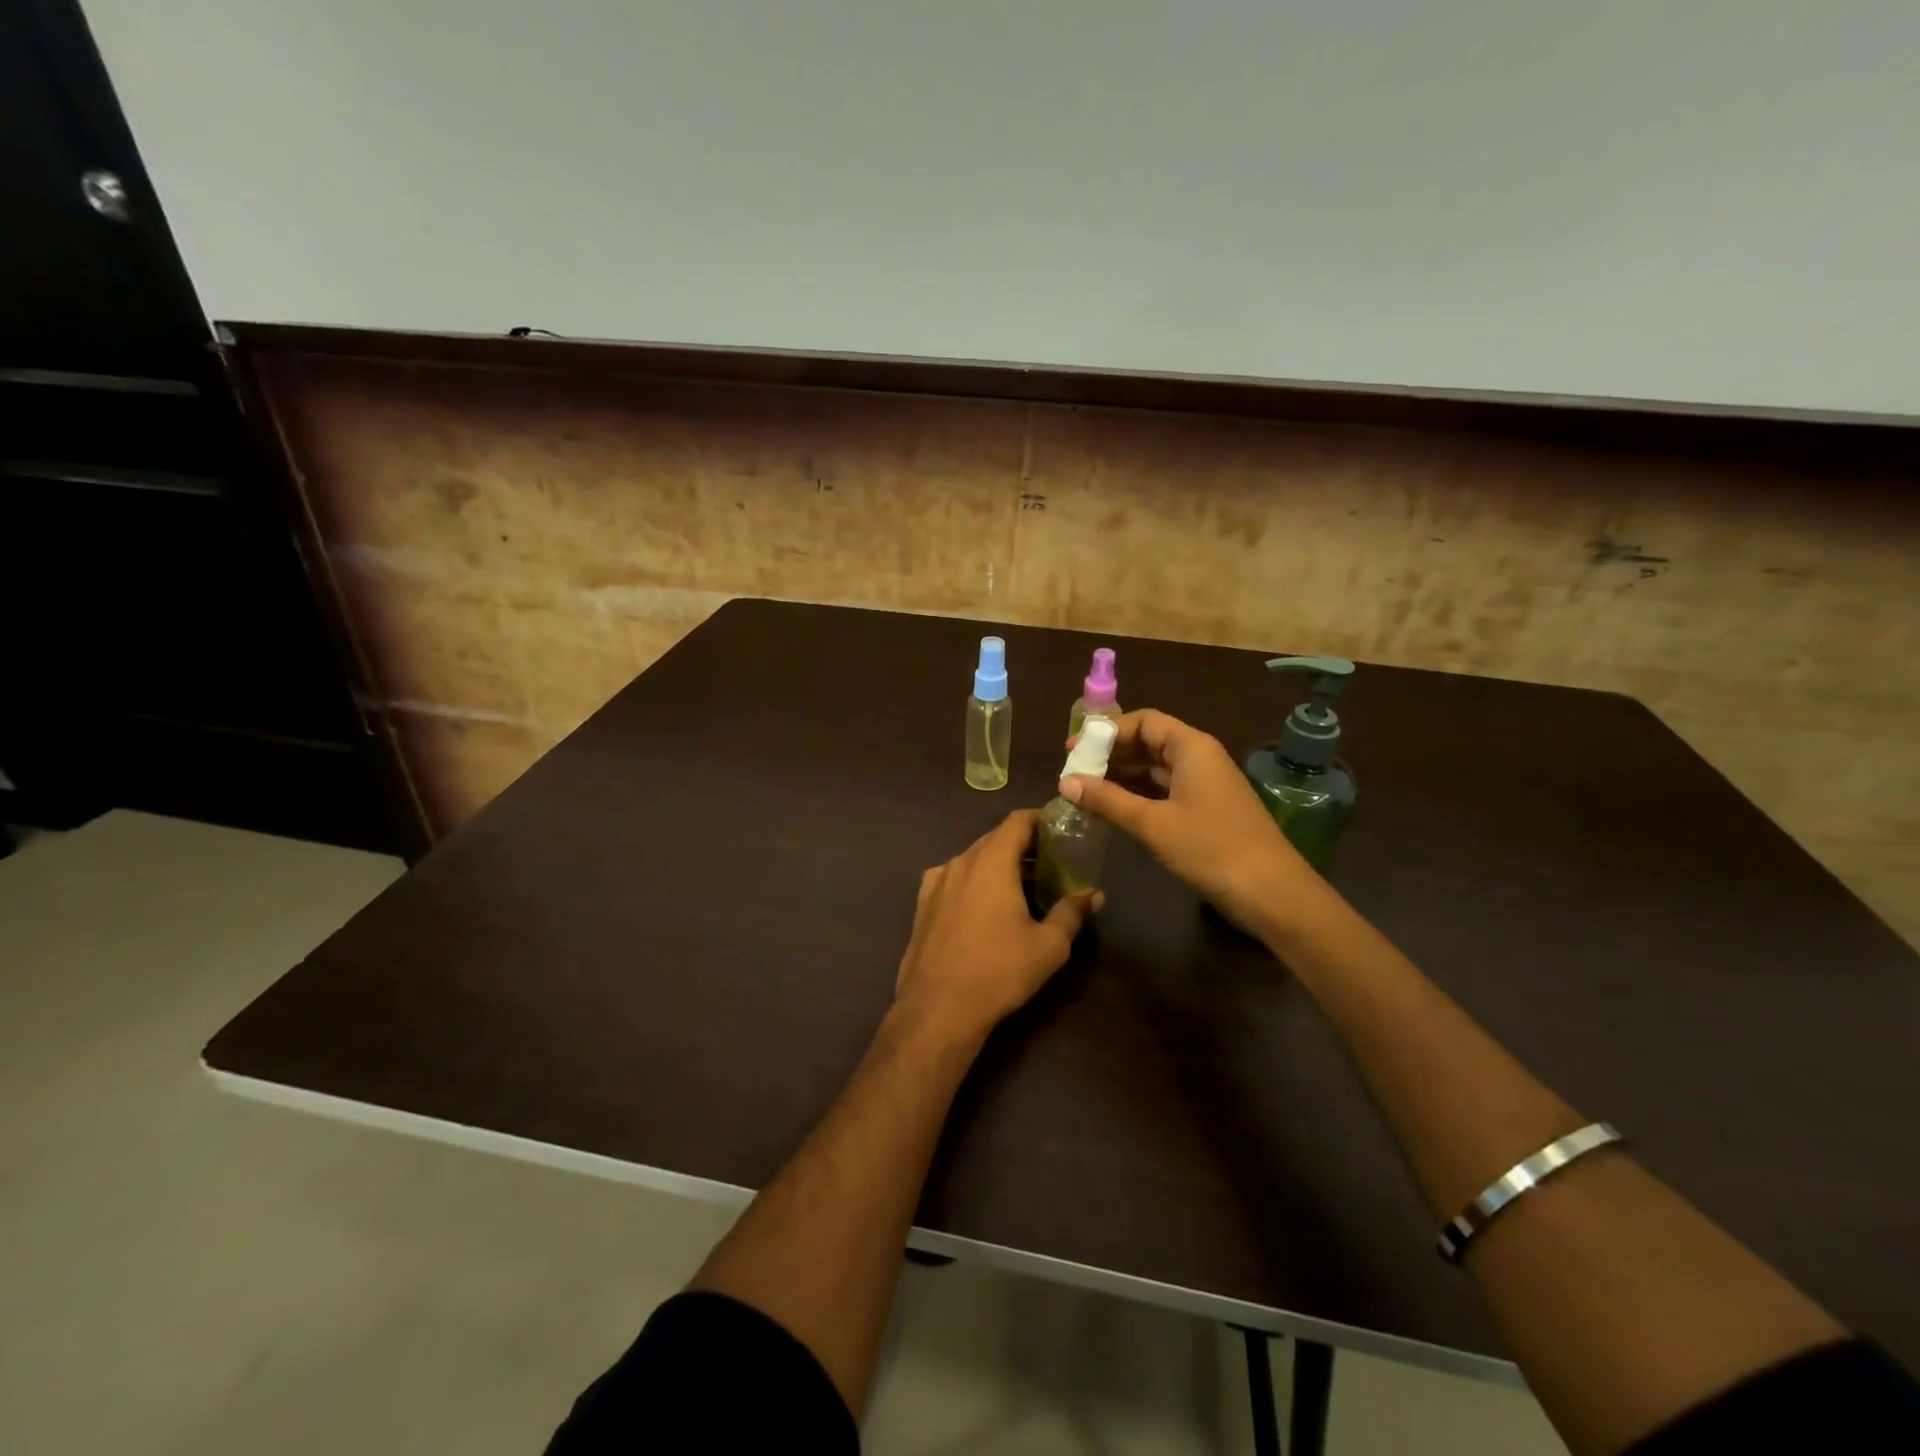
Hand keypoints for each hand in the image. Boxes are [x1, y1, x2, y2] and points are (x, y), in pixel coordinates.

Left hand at [894, 810, 1098, 1041]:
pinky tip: (985, 906)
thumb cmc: (998, 971)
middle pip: (995, 838)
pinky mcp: (922, 904)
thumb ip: (1072, 912)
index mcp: (991, 862)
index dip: (1040, 820)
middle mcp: (960, 862)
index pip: (1017, 821)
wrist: (938, 1008)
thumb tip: (1093, 893)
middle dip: (1023, 845)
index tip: (1060, 831)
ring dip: (998, 864)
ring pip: (973, 859)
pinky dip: (974, 881)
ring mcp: (936, 882)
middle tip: (1050, 862)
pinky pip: (954, 879)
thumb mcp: (1048, 945)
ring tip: (1023, 887)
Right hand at [1061, 709, 1311, 930]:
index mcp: (1191, 747)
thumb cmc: (1210, 848)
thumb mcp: (1152, 823)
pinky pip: (1163, 792)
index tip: (1074, 749)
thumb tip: (1065, 781)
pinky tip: (1112, 811)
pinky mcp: (1205, 811)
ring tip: (1084, 792)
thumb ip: (1107, 800)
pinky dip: (1136, 797)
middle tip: (1073, 773)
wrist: (1270, 893)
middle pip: (1148, 743)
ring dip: (1120, 777)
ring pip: (1154, 770)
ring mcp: (1204, 786)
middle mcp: (1199, 758)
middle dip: (1110, 755)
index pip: (1144, 721)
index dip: (1107, 731)